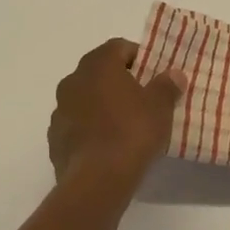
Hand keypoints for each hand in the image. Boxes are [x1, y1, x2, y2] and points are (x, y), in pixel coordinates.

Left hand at [47, 39, 185, 195]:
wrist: (97, 181)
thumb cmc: (131, 132)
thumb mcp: (160, 107)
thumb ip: (167, 85)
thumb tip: (174, 74)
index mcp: (98, 65)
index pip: (119, 47)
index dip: (138, 57)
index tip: (153, 74)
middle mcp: (73, 80)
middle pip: (100, 72)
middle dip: (120, 81)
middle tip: (142, 98)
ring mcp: (59, 110)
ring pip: (86, 98)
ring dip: (102, 105)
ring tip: (126, 125)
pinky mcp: (55, 138)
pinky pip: (77, 124)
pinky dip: (91, 128)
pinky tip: (108, 146)